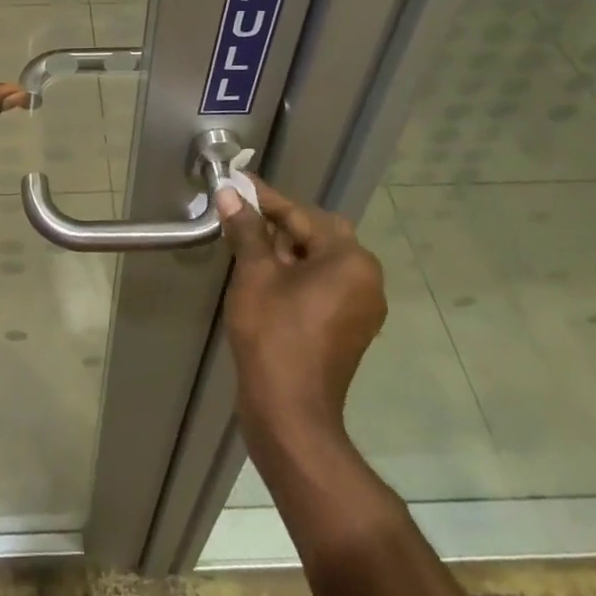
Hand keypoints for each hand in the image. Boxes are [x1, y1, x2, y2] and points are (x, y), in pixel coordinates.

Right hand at [220, 178, 387, 443]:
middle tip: (242, 215)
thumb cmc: (273, 335)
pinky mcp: (350, 328)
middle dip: (279, 223)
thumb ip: (246, 229)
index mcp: (350, 260)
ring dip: (287, 249)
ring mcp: (361, 307)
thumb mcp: (254, 274)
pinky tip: (266, 275)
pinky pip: (324, 285)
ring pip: (321, 261)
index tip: (238, 183)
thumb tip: (229, 193)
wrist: (290, 413)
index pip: (303, 215)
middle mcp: (366, 279)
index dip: (266, 199)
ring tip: (248, 243)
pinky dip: (297, 274)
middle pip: (318, 235)